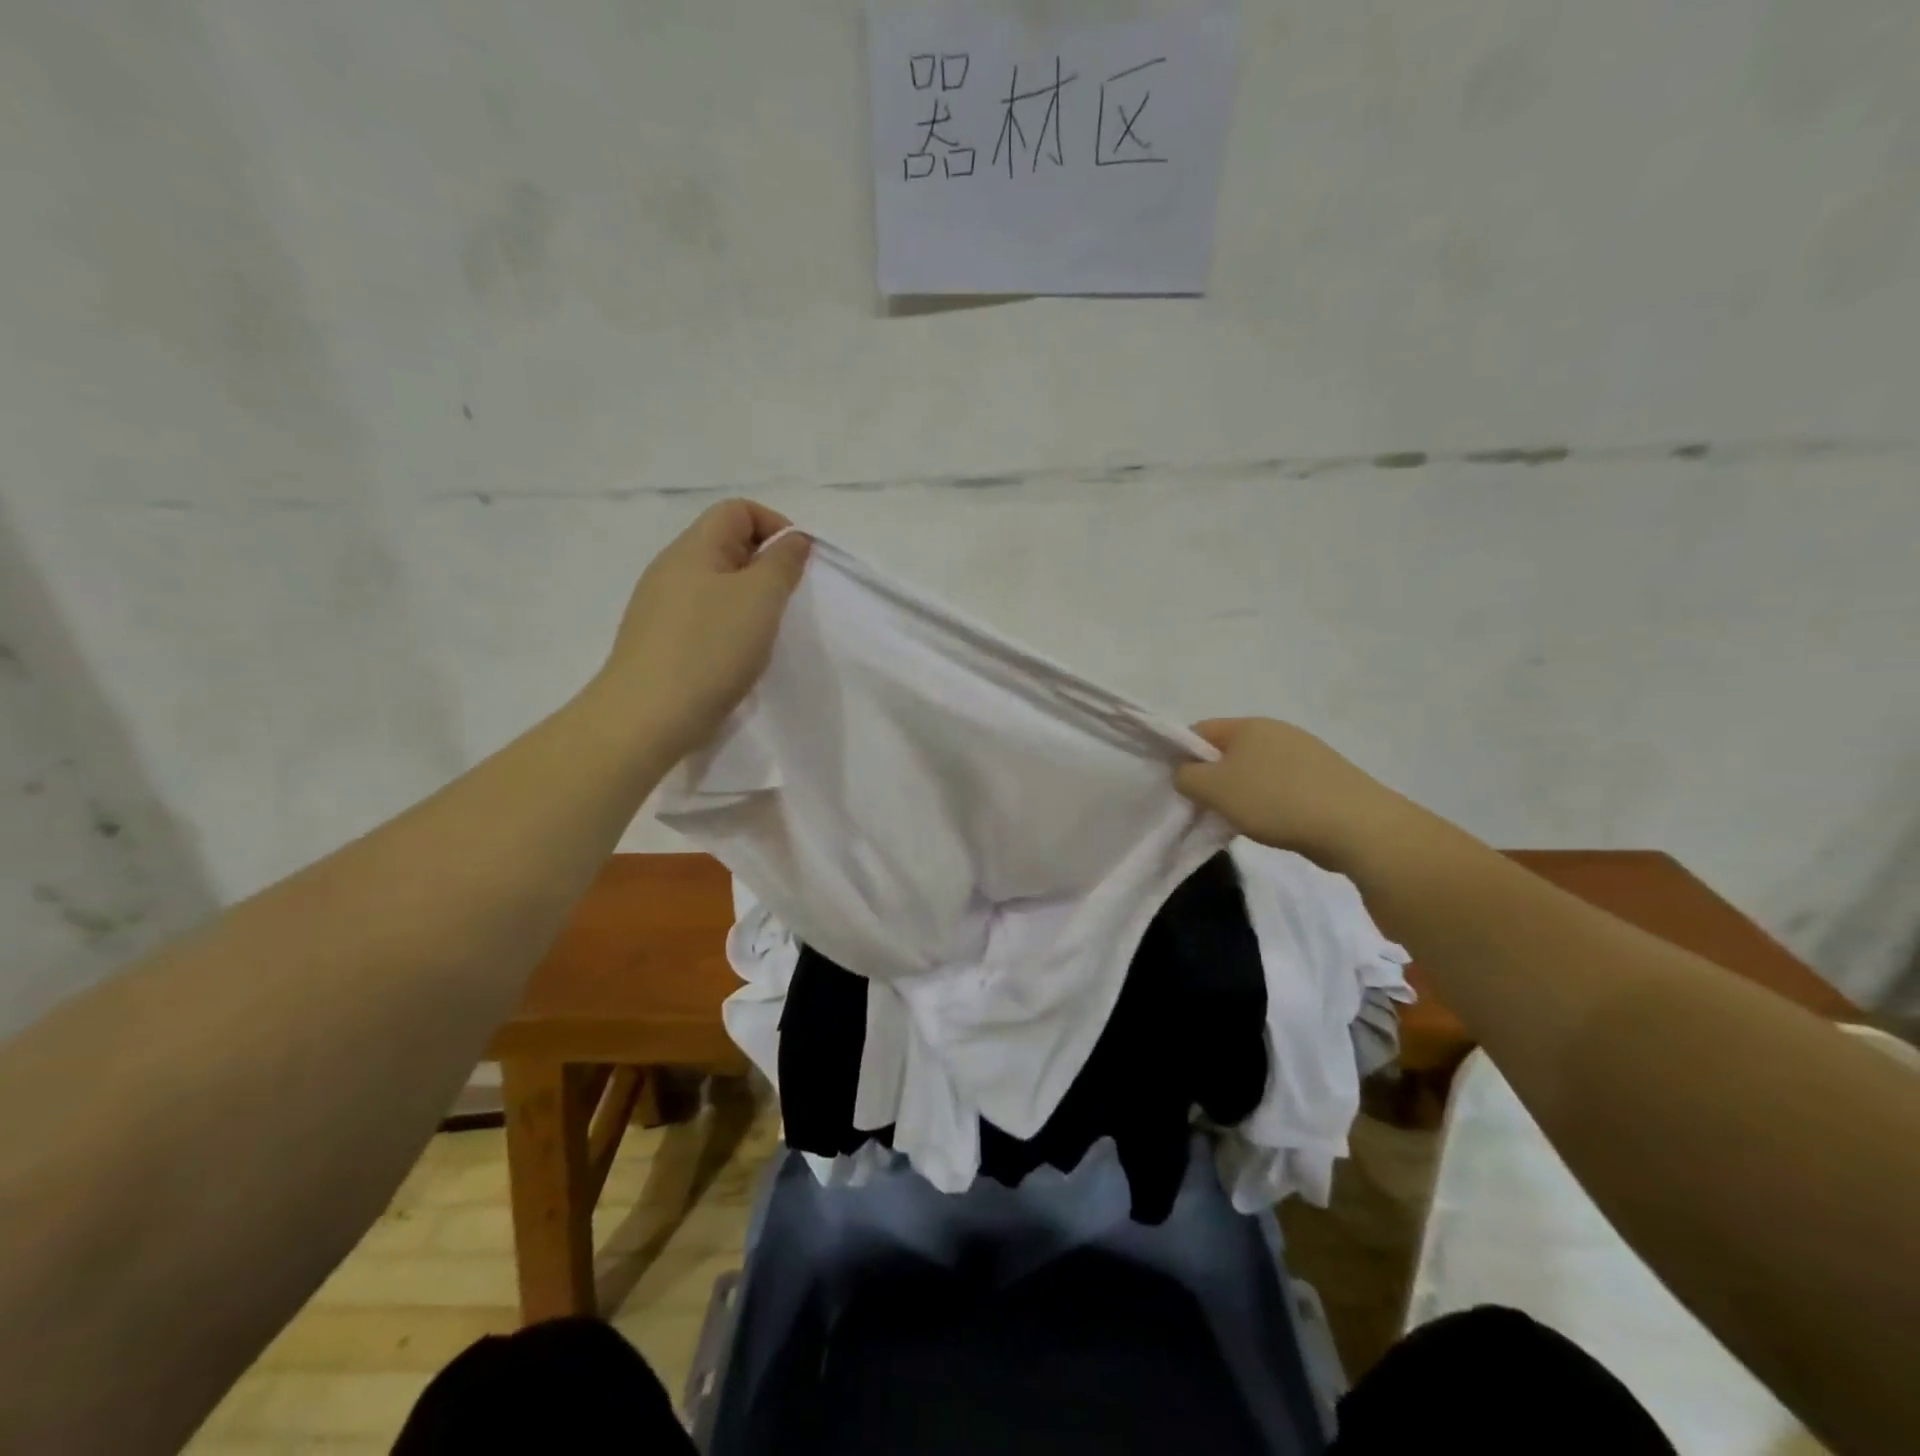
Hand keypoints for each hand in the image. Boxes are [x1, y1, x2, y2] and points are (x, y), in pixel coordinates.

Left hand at [598, 499, 810, 761]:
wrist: (647, 717)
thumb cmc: (709, 649)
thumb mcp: (760, 598)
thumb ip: (782, 562)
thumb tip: (793, 539)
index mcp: (693, 548)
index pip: (738, 510)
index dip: (775, 525)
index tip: (798, 564)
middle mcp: (671, 569)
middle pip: (726, 545)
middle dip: (765, 565)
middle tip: (787, 601)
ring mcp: (660, 607)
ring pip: (716, 584)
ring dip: (749, 600)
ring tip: (764, 632)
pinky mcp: (660, 642)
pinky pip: (704, 617)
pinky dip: (729, 627)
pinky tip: (736, 656)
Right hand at [1174, 717, 1408, 868]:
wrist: (1356, 826)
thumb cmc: (1275, 800)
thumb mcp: (1214, 790)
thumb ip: (1186, 777)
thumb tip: (1187, 774)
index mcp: (1248, 725)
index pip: (1199, 731)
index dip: (1182, 756)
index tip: (1182, 788)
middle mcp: (1277, 731)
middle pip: (1227, 751)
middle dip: (1213, 779)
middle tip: (1209, 809)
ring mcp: (1304, 753)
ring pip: (1255, 771)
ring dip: (1242, 794)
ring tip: (1242, 822)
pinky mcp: (1324, 778)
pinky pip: (1281, 786)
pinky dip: (1270, 803)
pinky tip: (1275, 825)